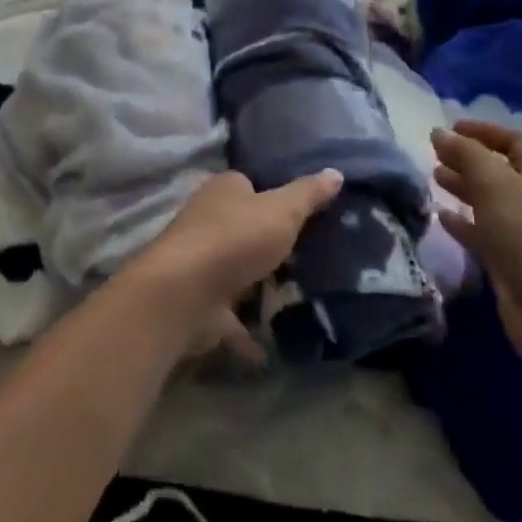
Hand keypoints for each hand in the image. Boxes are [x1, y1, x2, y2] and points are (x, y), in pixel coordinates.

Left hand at [126, 169, 342, 364]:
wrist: (185, 293)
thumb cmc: (235, 239)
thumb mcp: (281, 211)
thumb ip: (308, 195)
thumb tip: (335, 172)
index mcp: (224, 190)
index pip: (252, 185)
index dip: (276, 197)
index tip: (307, 216)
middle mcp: (208, 219)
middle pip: (245, 228)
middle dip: (271, 244)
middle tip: (312, 260)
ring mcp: (202, 262)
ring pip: (238, 271)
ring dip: (260, 287)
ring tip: (301, 301)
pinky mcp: (201, 302)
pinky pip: (231, 318)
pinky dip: (247, 332)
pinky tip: (271, 349)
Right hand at [432, 121, 521, 374]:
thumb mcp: (495, 186)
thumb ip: (466, 154)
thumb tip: (439, 132)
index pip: (514, 142)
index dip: (483, 131)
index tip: (450, 128)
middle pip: (500, 172)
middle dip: (468, 160)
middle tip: (434, 155)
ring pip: (490, 203)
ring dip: (463, 189)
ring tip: (433, 179)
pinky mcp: (513, 266)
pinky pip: (484, 235)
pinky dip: (463, 223)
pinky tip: (440, 218)